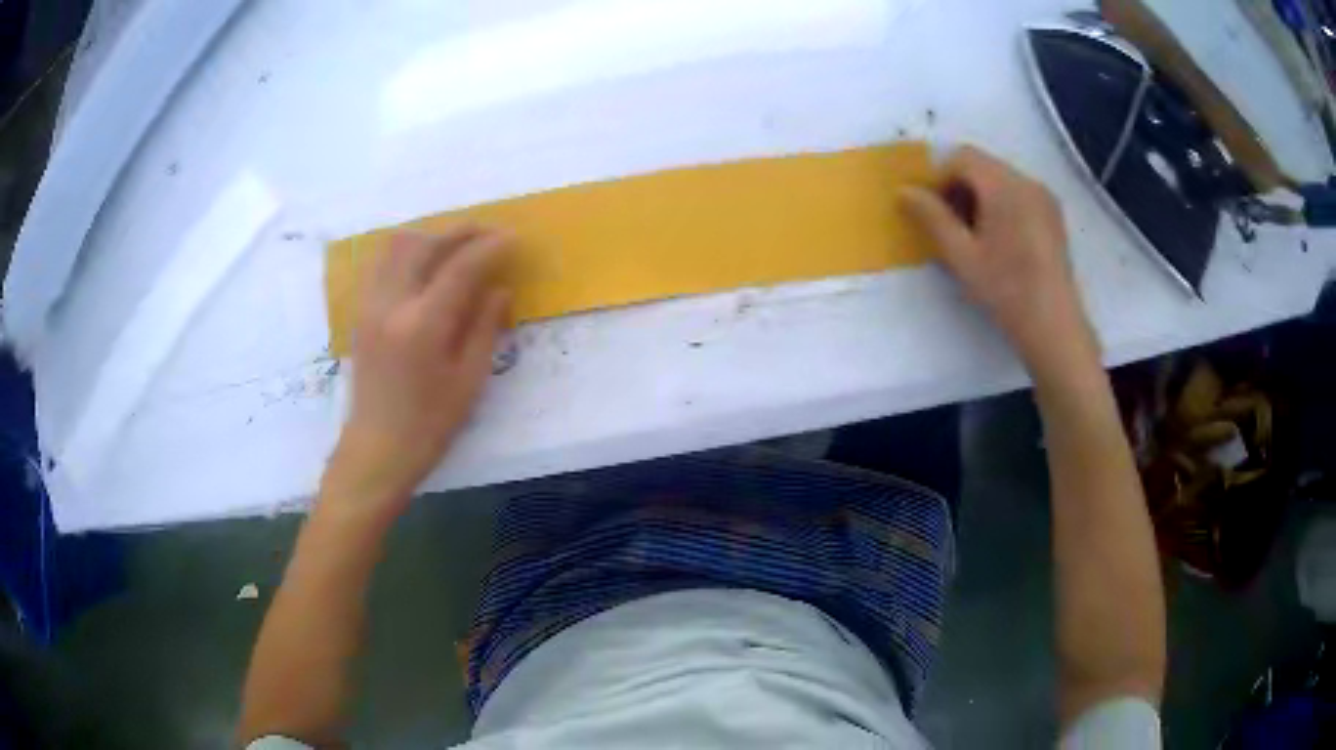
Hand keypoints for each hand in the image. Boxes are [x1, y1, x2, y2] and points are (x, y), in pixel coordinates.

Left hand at [323, 225, 511, 520]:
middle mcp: (391, 305)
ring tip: (455, 246)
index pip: (460, 267)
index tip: (512, 239)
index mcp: (423, 325)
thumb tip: (499, 289)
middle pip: (425, 245)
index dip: (489, 248)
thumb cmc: (429, 425)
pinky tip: (422, 264)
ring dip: (430, 237)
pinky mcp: (360, 312)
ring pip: (396, 246)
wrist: (377, 449)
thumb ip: (485, 328)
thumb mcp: (469, 381)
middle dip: (460, 232)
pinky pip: (379, 263)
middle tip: (488, 234)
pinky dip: (404, 252)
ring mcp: (370, 305)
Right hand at [900, 146, 1099, 373]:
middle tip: (951, 226)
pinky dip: (1000, 204)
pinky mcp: (1053, 214)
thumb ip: (931, 217)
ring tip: (975, 236)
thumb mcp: (961, 256)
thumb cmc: (1006, 290)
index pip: (962, 158)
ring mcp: (1044, 197)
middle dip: (960, 186)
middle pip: (982, 165)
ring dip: (979, 196)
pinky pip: (1018, 193)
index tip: (933, 211)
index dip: (940, 178)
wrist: (1054, 326)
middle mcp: (1027, 182)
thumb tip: (904, 191)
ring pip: (1000, 179)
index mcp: (1005, 187)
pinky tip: (1000, 241)